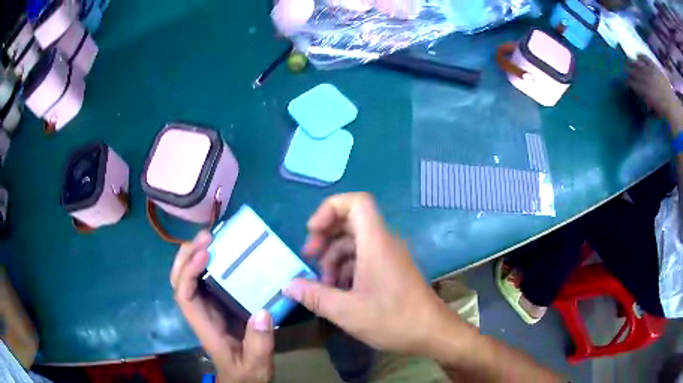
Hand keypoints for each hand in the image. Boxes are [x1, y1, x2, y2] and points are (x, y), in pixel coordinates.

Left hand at [171, 232, 274, 382]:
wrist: (244, 379)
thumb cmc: (246, 373)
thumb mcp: (257, 364)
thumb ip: (259, 344)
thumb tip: (263, 312)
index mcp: (205, 327)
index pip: (184, 296)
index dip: (189, 273)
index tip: (205, 254)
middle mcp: (201, 313)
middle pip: (179, 281)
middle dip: (187, 256)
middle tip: (206, 237)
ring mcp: (208, 309)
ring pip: (190, 278)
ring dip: (195, 255)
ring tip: (211, 237)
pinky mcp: (219, 306)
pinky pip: (207, 280)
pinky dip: (209, 263)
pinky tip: (222, 253)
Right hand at [283, 193, 457, 354]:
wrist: (432, 333)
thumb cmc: (392, 320)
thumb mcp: (346, 311)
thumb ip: (314, 296)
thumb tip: (289, 286)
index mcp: (376, 242)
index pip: (356, 202)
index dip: (330, 209)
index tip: (313, 234)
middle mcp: (384, 242)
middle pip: (351, 221)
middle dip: (325, 238)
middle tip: (310, 260)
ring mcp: (389, 256)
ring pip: (355, 243)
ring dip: (334, 259)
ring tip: (324, 286)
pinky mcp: (391, 269)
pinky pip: (364, 258)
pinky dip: (347, 269)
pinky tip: (340, 292)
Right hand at [628, 55, 679, 118]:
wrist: (671, 104)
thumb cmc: (664, 110)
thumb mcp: (654, 110)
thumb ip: (647, 103)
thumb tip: (642, 99)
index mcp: (643, 90)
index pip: (632, 83)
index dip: (628, 82)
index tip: (626, 82)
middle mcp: (644, 78)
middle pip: (633, 71)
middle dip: (628, 70)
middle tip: (625, 69)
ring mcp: (649, 70)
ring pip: (637, 63)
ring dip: (632, 61)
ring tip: (628, 60)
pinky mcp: (653, 66)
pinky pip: (645, 57)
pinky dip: (641, 55)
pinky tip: (638, 55)